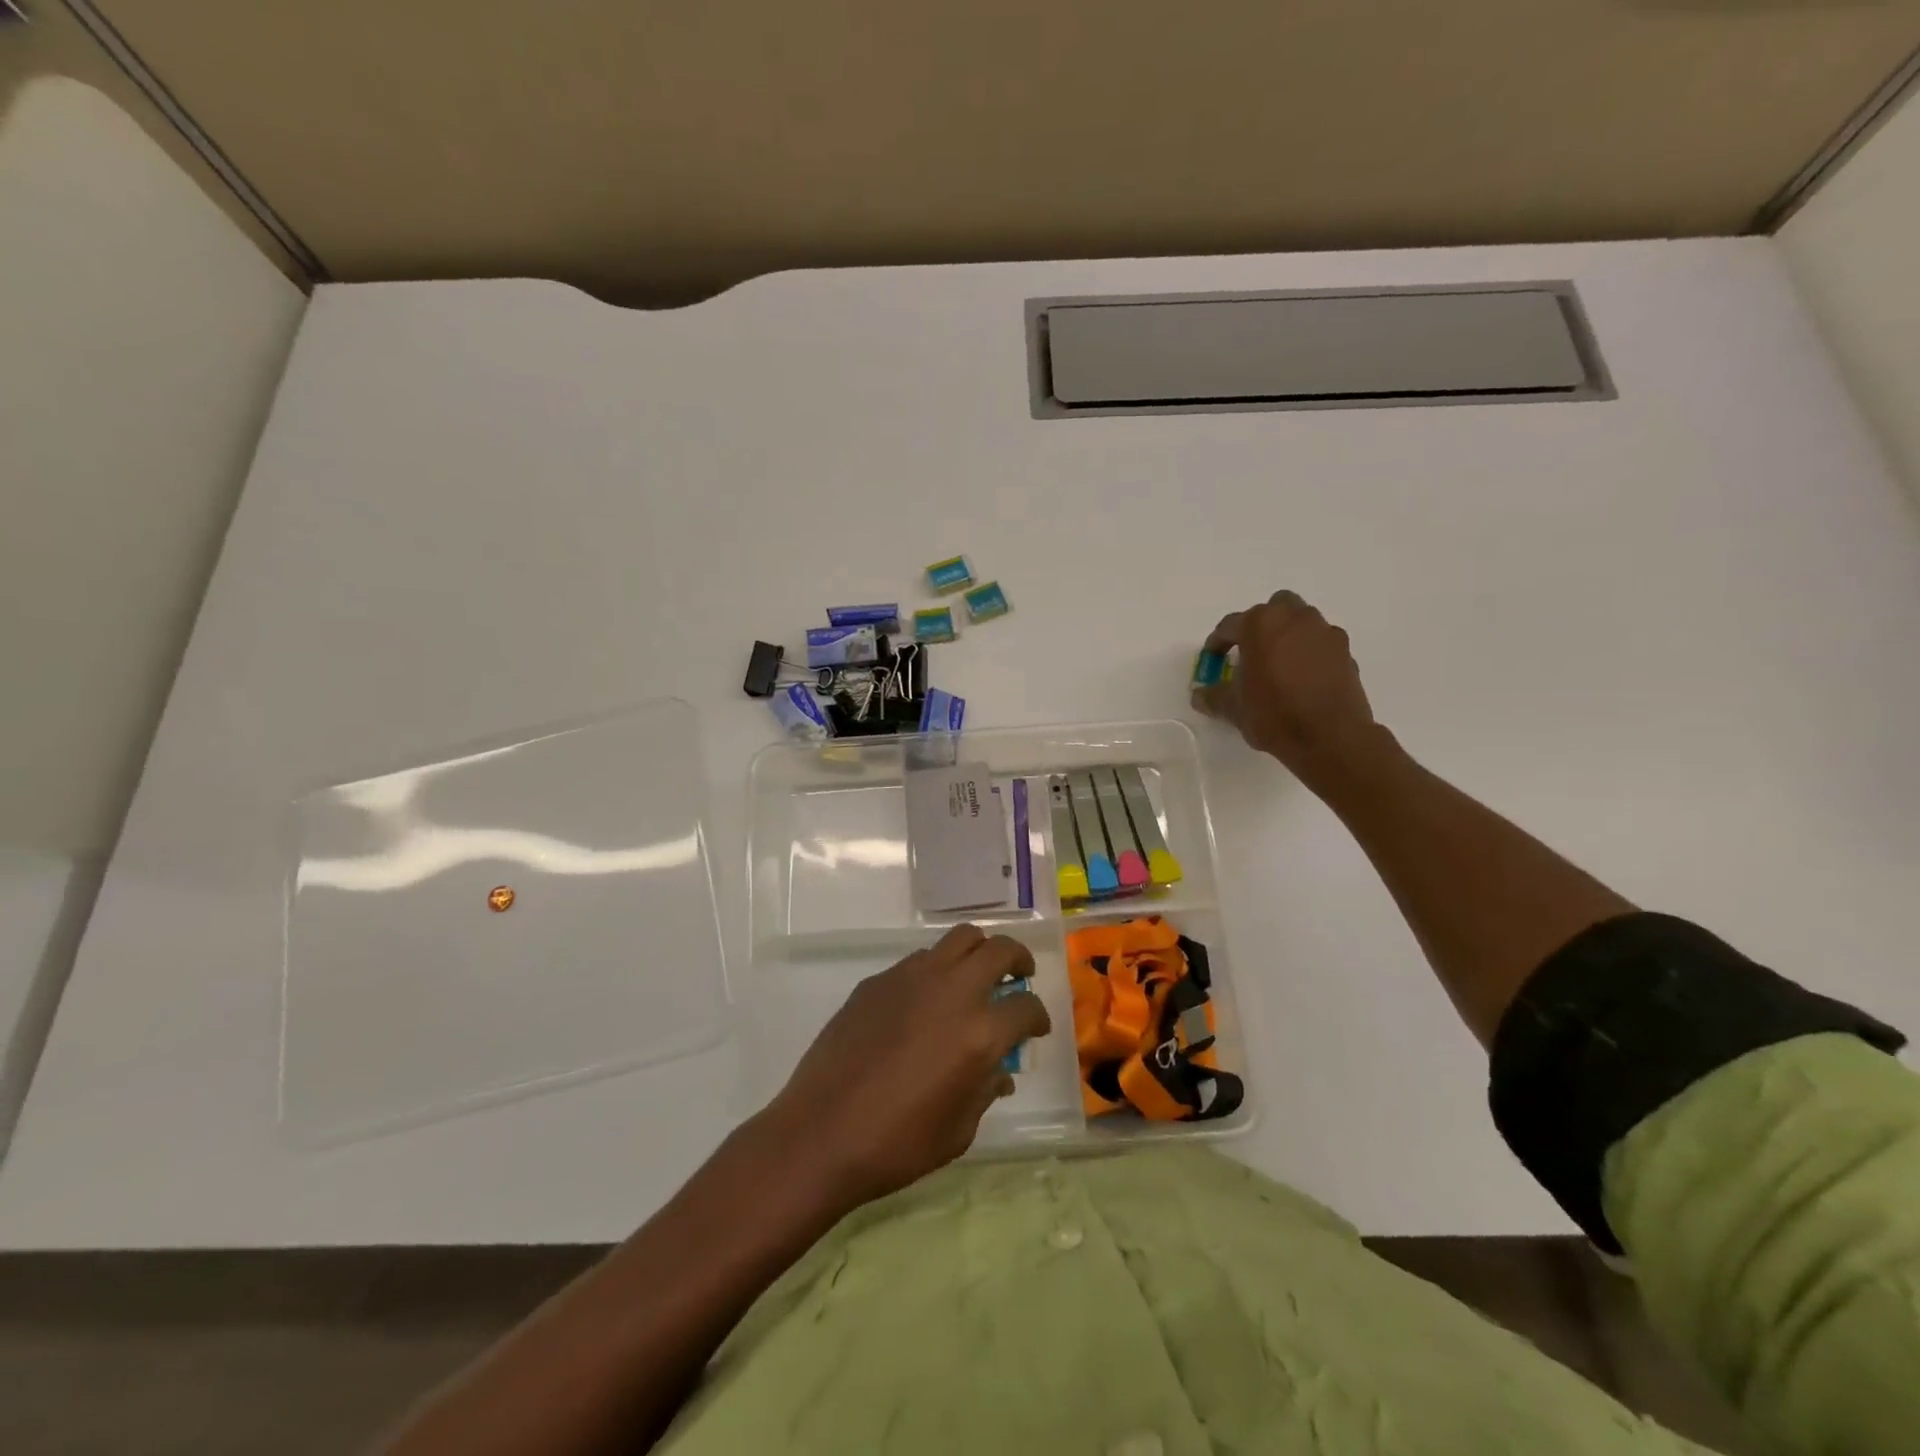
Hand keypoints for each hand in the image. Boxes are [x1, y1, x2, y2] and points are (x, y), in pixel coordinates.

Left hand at [768, 925, 1050, 1206]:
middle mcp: (951, 991)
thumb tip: (999, 1072)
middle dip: (1017, 960)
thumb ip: (986, 1091)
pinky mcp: (878, 980)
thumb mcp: (959, 1130)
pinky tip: (924, 1003)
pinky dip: (936, 971)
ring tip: (973, 978)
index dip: (1038, 1017)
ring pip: (959, 939)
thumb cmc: (898, 1144)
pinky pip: (919, 960)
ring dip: (976, 954)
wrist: (821, 1133)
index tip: (1035, 1028)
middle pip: (999, 950)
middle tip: (1018, 977)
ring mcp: (911, 978)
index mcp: (979, 1032)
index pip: (1026, 1007)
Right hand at [1193, 590, 1381, 789]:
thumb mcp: (1233, 709)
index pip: (1230, 625)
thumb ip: (1213, 697)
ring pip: (1301, 622)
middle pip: (1273, 610)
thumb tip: (1199, 695)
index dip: (1217, 643)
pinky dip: (1310, 653)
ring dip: (1288, 636)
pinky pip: (1320, 643)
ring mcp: (1324, 632)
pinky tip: (1304, 679)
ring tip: (1279, 665)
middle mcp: (1294, 618)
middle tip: (1251, 653)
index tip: (1213, 659)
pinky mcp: (1345, 651)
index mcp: (1260, 624)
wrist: (1330, 736)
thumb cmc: (1274, 714)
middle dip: (1260, 627)